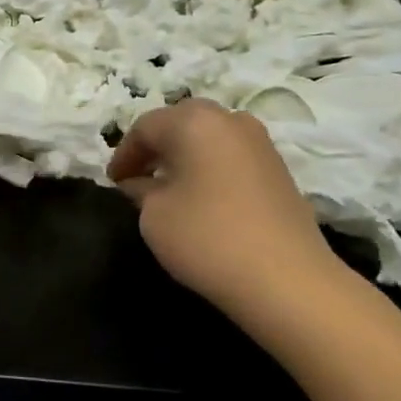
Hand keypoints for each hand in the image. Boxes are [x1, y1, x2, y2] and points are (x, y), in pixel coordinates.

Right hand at [107, 100, 346, 322]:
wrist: (288, 281)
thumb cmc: (208, 238)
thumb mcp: (154, 215)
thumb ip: (141, 190)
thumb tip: (140, 183)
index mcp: (193, 121)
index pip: (145, 127)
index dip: (124, 154)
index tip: (112, 182)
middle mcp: (229, 119)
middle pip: (180, 122)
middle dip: (156, 147)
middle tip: (138, 176)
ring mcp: (260, 142)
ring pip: (209, 137)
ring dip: (185, 155)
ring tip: (169, 187)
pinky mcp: (279, 169)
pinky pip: (231, 155)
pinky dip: (210, 167)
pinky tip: (202, 197)